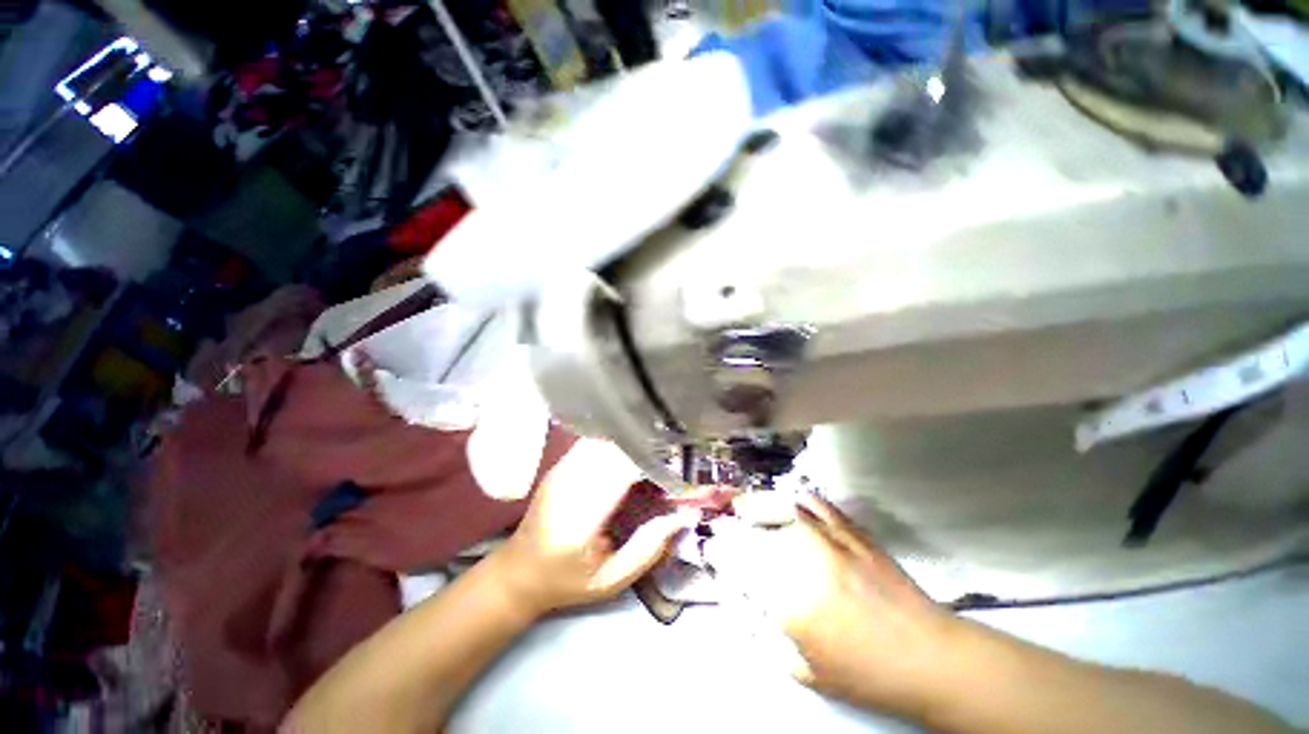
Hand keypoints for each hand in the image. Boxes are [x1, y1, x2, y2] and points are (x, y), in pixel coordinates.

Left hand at [491, 439, 693, 617]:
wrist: (517, 572)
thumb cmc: (566, 581)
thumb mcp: (610, 581)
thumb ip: (647, 549)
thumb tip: (680, 517)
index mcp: (579, 519)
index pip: (621, 472)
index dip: (650, 463)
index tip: (676, 466)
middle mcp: (568, 486)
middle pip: (614, 450)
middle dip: (645, 448)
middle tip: (671, 456)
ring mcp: (560, 471)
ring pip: (603, 440)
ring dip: (630, 442)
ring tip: (653, 450)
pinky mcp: (559, 465)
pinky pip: (592, 442)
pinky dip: (614, 441)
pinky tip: (628, 448)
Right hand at [704, 494, 958, 716]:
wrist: (929, 657)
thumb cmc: (866, 674)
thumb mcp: (805, 671)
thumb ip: (766, 637)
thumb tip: (740, 605)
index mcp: (791, 603)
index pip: (741, 566)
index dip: (720, 552)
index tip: (710, 547)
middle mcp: (806, 563)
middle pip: (757, 528)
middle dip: (734, 522)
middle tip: (725, 519)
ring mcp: (831, 541)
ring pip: (784, 507)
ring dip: (759, 502)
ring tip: (746, 502)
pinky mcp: (853, 532)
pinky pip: (818, 504)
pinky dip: (797, 497)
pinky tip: (789, 497)